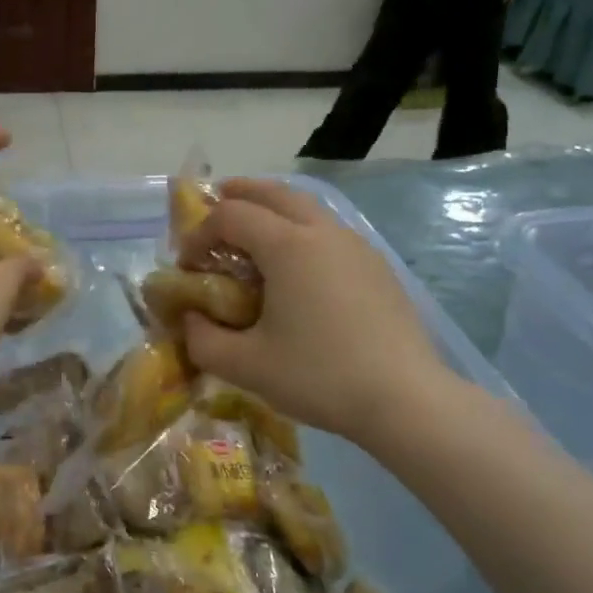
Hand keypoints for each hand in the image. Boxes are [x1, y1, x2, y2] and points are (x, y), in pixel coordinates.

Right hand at [179, 180, 458, 452]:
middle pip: (274, 193)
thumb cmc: (319, 376)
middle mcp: (323, 232)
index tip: (187, 264)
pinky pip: (329, 230)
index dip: (200, 233)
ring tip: (254, 229)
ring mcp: (356, 246)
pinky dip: (301, 229)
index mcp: (288, 246)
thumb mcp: (246, 365)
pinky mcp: (376, 266)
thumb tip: (190, 320)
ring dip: (273, 208)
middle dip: (240, 194)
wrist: (405, 399)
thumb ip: (203, 340)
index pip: (231, 216)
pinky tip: (298, 265)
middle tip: (215, 201)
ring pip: (307, 207)